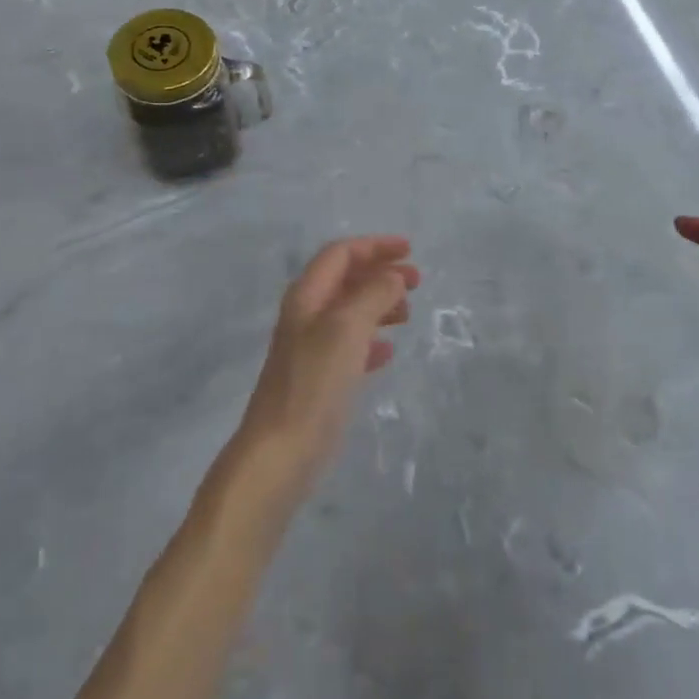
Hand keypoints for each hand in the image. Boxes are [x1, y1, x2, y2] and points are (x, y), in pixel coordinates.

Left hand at [234, 236, 418, 502]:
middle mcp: (306, 316)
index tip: (410, 250)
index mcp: (307, 297)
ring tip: (408, 314)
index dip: (374, 246)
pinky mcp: (320, 379)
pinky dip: (372, 340)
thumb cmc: (314, 382)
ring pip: (350, 312)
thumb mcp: (347, 328)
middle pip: (346, 280)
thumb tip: (392, 278)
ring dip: (379, 304)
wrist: (281, 451)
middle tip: (417, 281)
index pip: (340, 254)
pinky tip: (389, 352)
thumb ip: (373, 295)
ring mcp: (312, 349)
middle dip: (381, 274)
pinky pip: (350, 346)